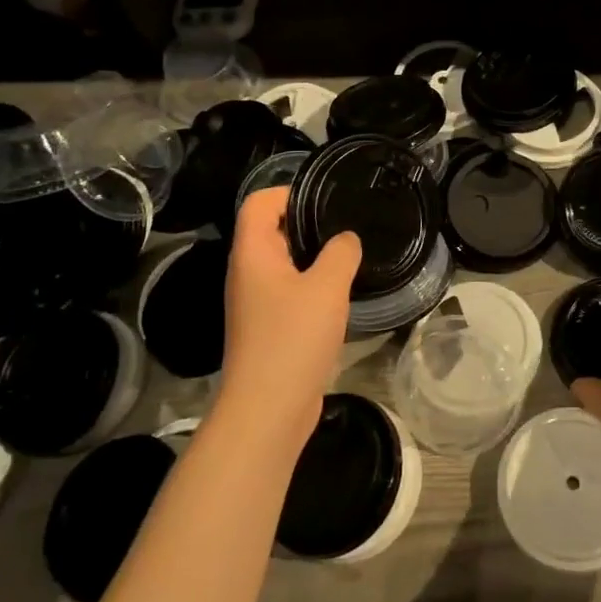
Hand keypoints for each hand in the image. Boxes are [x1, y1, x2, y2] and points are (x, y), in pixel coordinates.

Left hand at [217, 186, 360, 451]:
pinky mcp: (270, 327)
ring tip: (351, 255)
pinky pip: (290, 290)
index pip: (260, 203)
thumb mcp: (327, 287)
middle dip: (309, 223)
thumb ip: (341, 253)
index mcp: (253, 254)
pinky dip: (313, 285)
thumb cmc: (293, 339)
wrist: (268, 410)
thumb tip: (346, 240)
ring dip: (314, 257)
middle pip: (272, 230)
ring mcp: (257, 302)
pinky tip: (341, 293)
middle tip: (348, 225)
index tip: (328, 200)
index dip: (290, 192)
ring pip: (285, 263)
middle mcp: (248, 273)